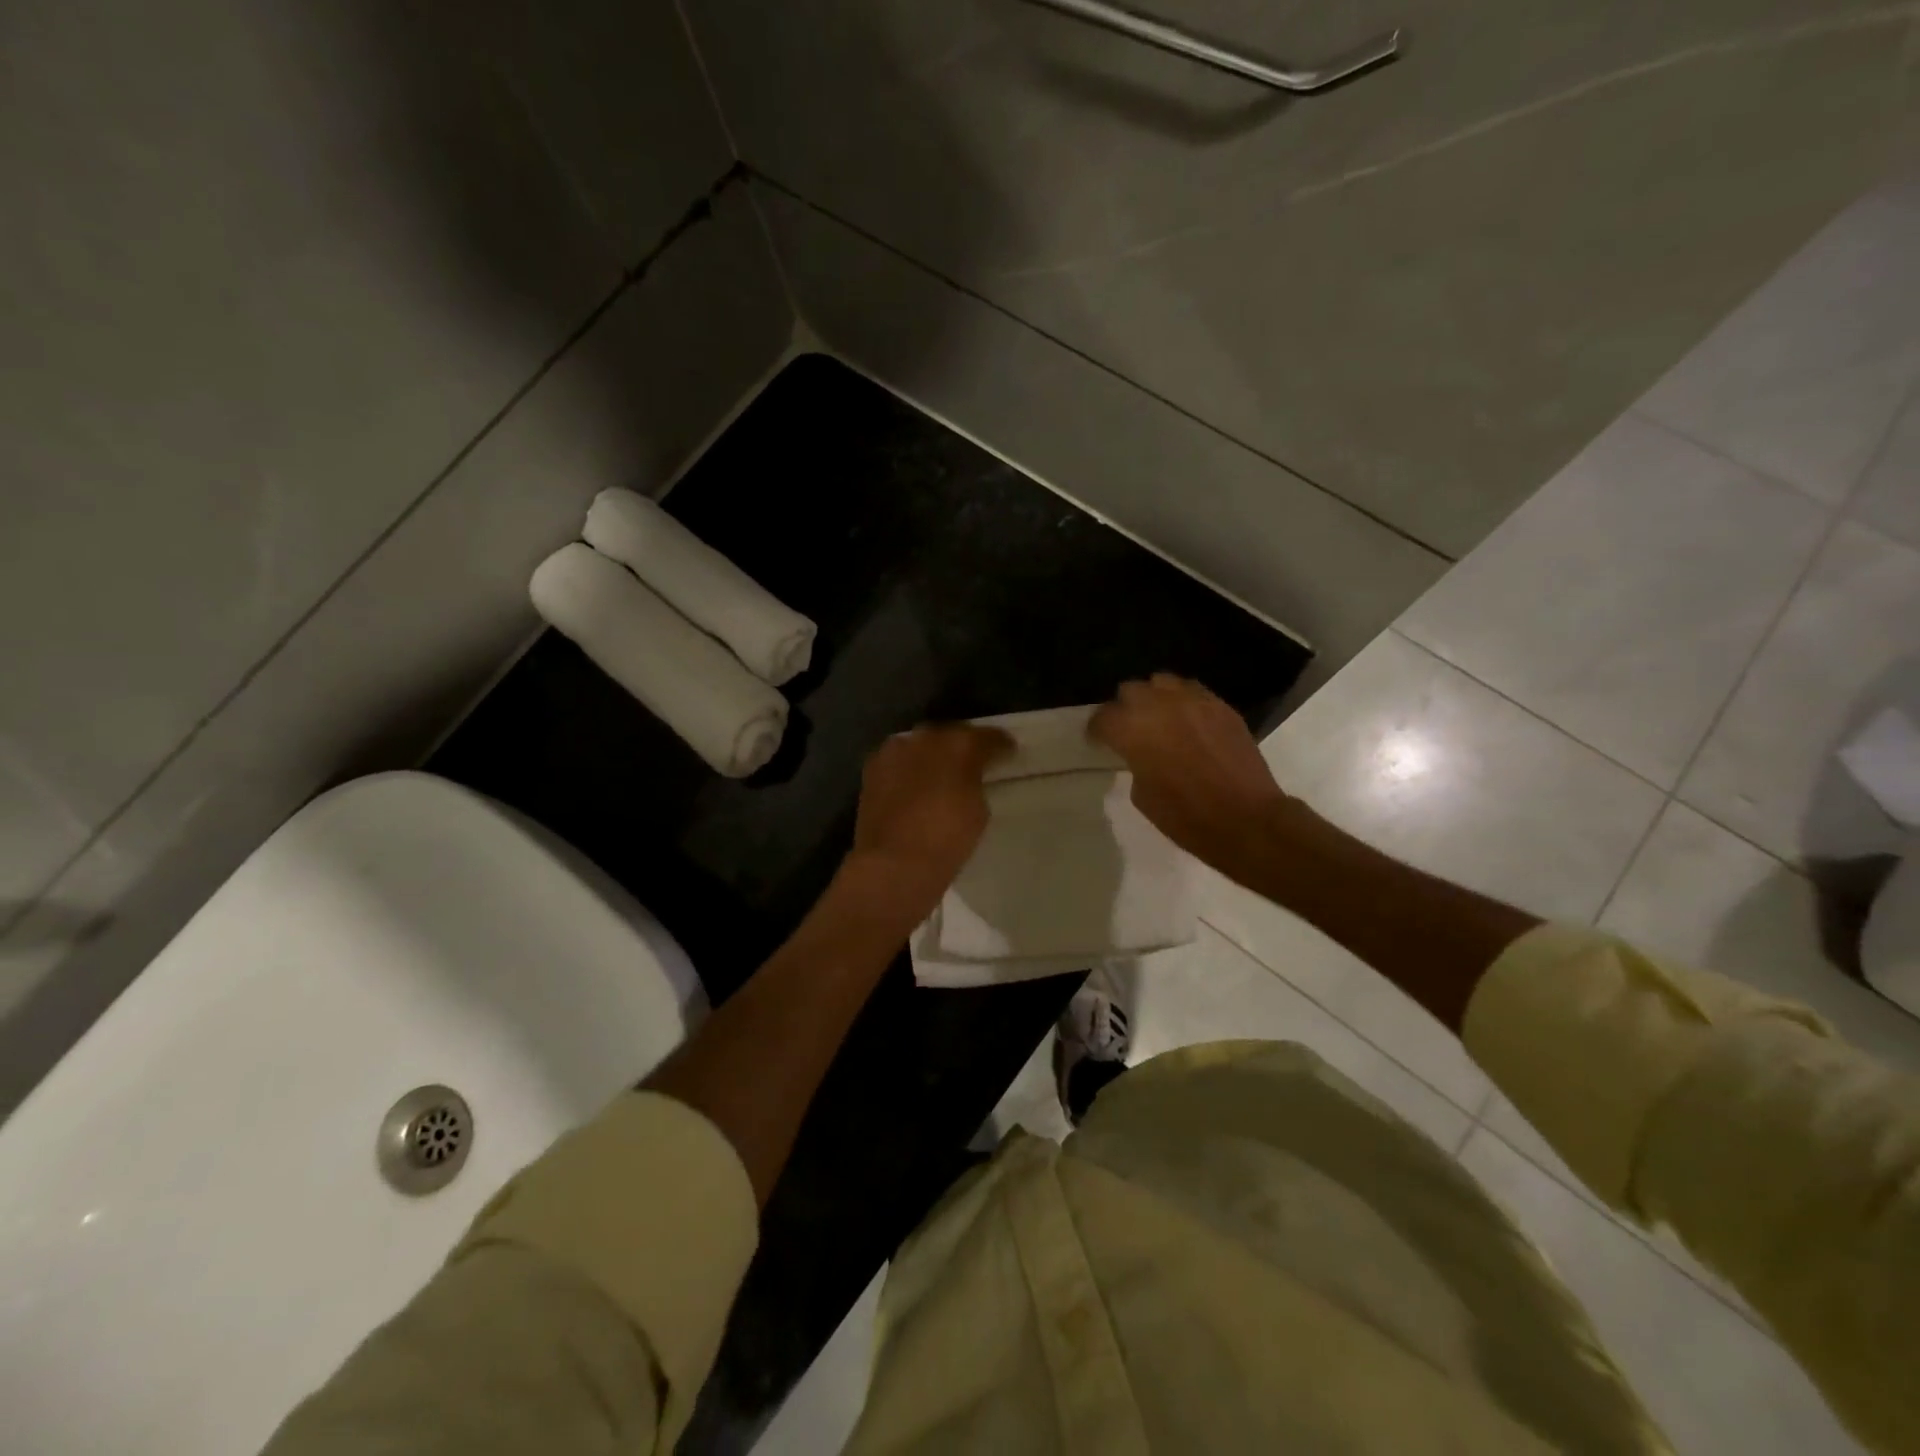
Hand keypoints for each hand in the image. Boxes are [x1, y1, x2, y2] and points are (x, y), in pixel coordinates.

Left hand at [846, 723, 1012, 916]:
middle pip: (951, 734)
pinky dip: (909, 768)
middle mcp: (926, 737)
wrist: (894, 863)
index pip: (986, 737)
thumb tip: (969, 778)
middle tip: (974, 762)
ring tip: (943, 773)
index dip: (1000, 744)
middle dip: (963, 745)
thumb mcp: (978, 811)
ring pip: (922, 744)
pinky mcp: (873, 767)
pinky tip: (915, 784)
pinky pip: (899, 760)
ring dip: (933, 754)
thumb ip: (975, 783)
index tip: (1008, 752)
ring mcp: (896, 750)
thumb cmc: (947, 840)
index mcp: (960, 745)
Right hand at [1090, 674, 1294, 867]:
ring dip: (1156, 698)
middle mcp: (1159, 704)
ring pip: (1163, 682)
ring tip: (1160, 718)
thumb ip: (1135, 762)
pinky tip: (1188, 723)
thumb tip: (1141, 755)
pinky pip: (1194, 692)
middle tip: (1130, 730)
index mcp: (1132, 728)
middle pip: (1131, 691)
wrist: (1245, 818)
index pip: (1103, 717)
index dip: (1098, 731)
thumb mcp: (1142, 795)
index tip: (1099, 742)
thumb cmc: (1185, 816)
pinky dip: (1185, 703)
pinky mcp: (1222, 706)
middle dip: (1126, 708)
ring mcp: (1194, 700)